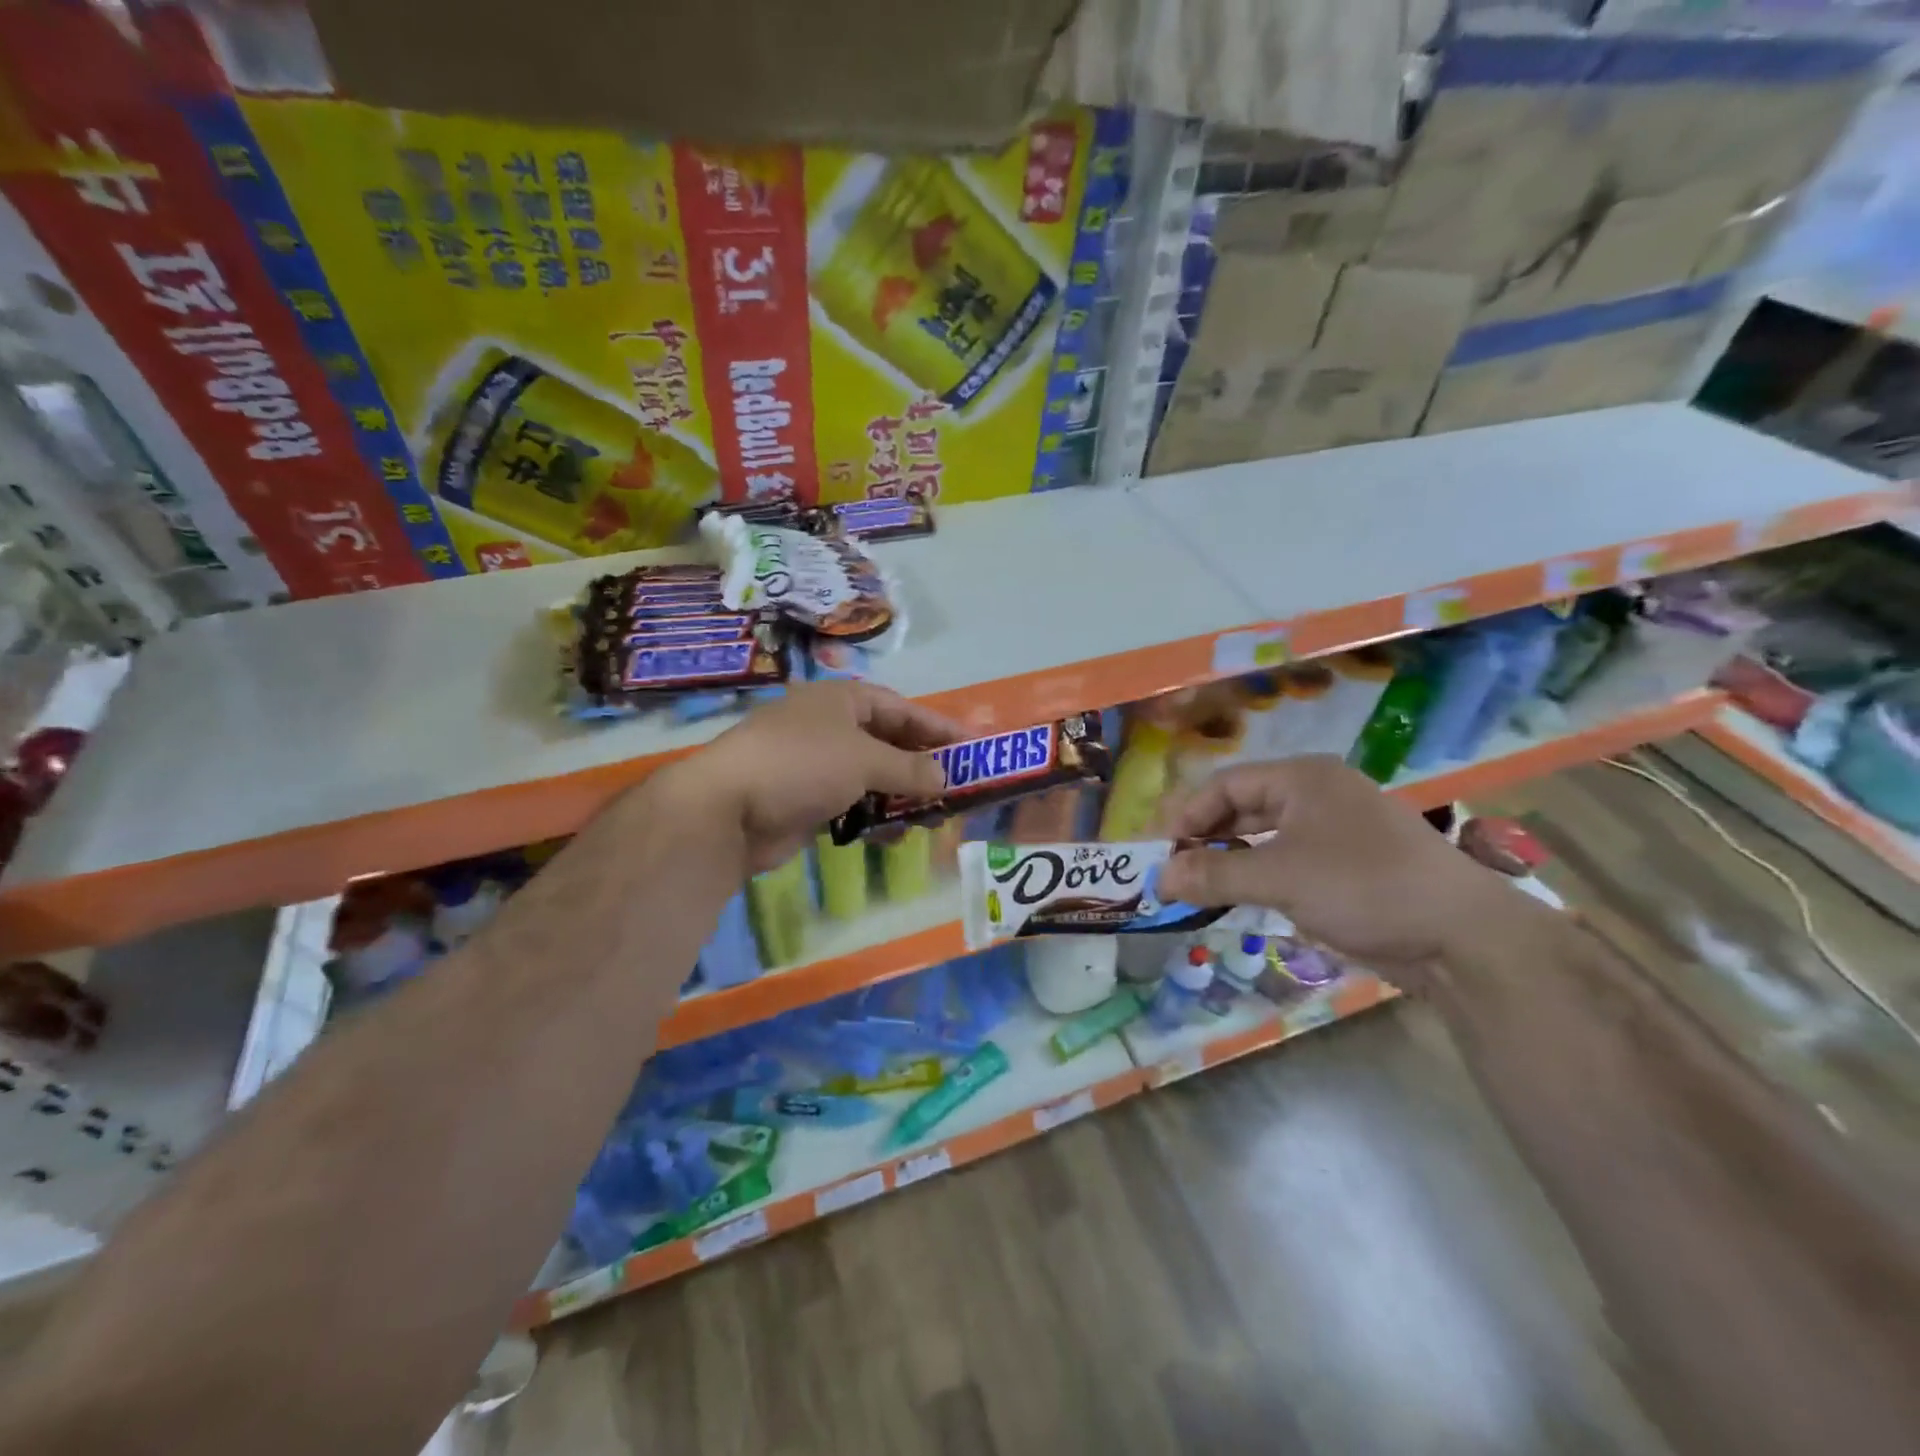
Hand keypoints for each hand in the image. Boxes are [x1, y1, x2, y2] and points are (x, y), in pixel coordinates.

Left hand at [652, 681, 959, 874]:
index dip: (938, 728)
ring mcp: (815, 765)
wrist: (727, 809)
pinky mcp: (806, 801)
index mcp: (842, 701)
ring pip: (872, 778)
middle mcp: (830, 727)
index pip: (902, 709)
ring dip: (902, 796)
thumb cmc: (802, 764)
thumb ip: (910, 769)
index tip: (973, 748)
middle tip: (958, 788)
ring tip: (934, 817)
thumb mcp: (865, 760)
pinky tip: (896, 836)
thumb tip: (945, 778)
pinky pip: (852, 805)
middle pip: (888, 743)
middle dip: (922, 766)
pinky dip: (875, 817)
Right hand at [1156, 755, 1525, 973]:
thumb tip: (1158, 877)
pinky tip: (1237, 901)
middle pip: (1242, 808)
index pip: (1225, 785)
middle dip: (1204, 839)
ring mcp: (1334, 832)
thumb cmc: (1364, 886)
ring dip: (1228, 862)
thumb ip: (1214, 875)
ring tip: (1196, 888)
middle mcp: (1316, 796)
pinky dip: (1256, 878)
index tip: (1160, 851)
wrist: (1461, 937)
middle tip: (1172, 871)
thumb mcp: (1280, 878)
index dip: (1187, 816)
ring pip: (1262, 838)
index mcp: (1302, 779)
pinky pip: (1285, 864)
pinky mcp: (1346, 868)